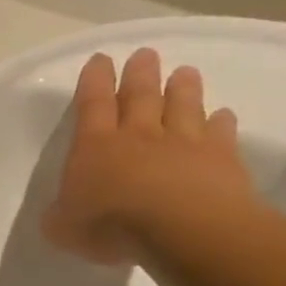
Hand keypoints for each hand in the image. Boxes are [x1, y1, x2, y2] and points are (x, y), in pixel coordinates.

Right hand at [42, 49, 257, 264]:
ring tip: (185, 72)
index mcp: (95, 146)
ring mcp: (183, 145)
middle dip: (140, 74)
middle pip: (140, 96)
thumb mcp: (63, 227)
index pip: (92, 104)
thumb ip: (61, 213)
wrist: (183, 231)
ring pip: (183, 107)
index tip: (100, 59)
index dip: (94, 80)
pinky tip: (224, 115)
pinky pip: (221, 134)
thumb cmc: (111, 225)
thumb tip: (62, 211)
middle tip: (145, 54)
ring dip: (184, 89)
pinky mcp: (221, 161)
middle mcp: (139, 136)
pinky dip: (222, 123)